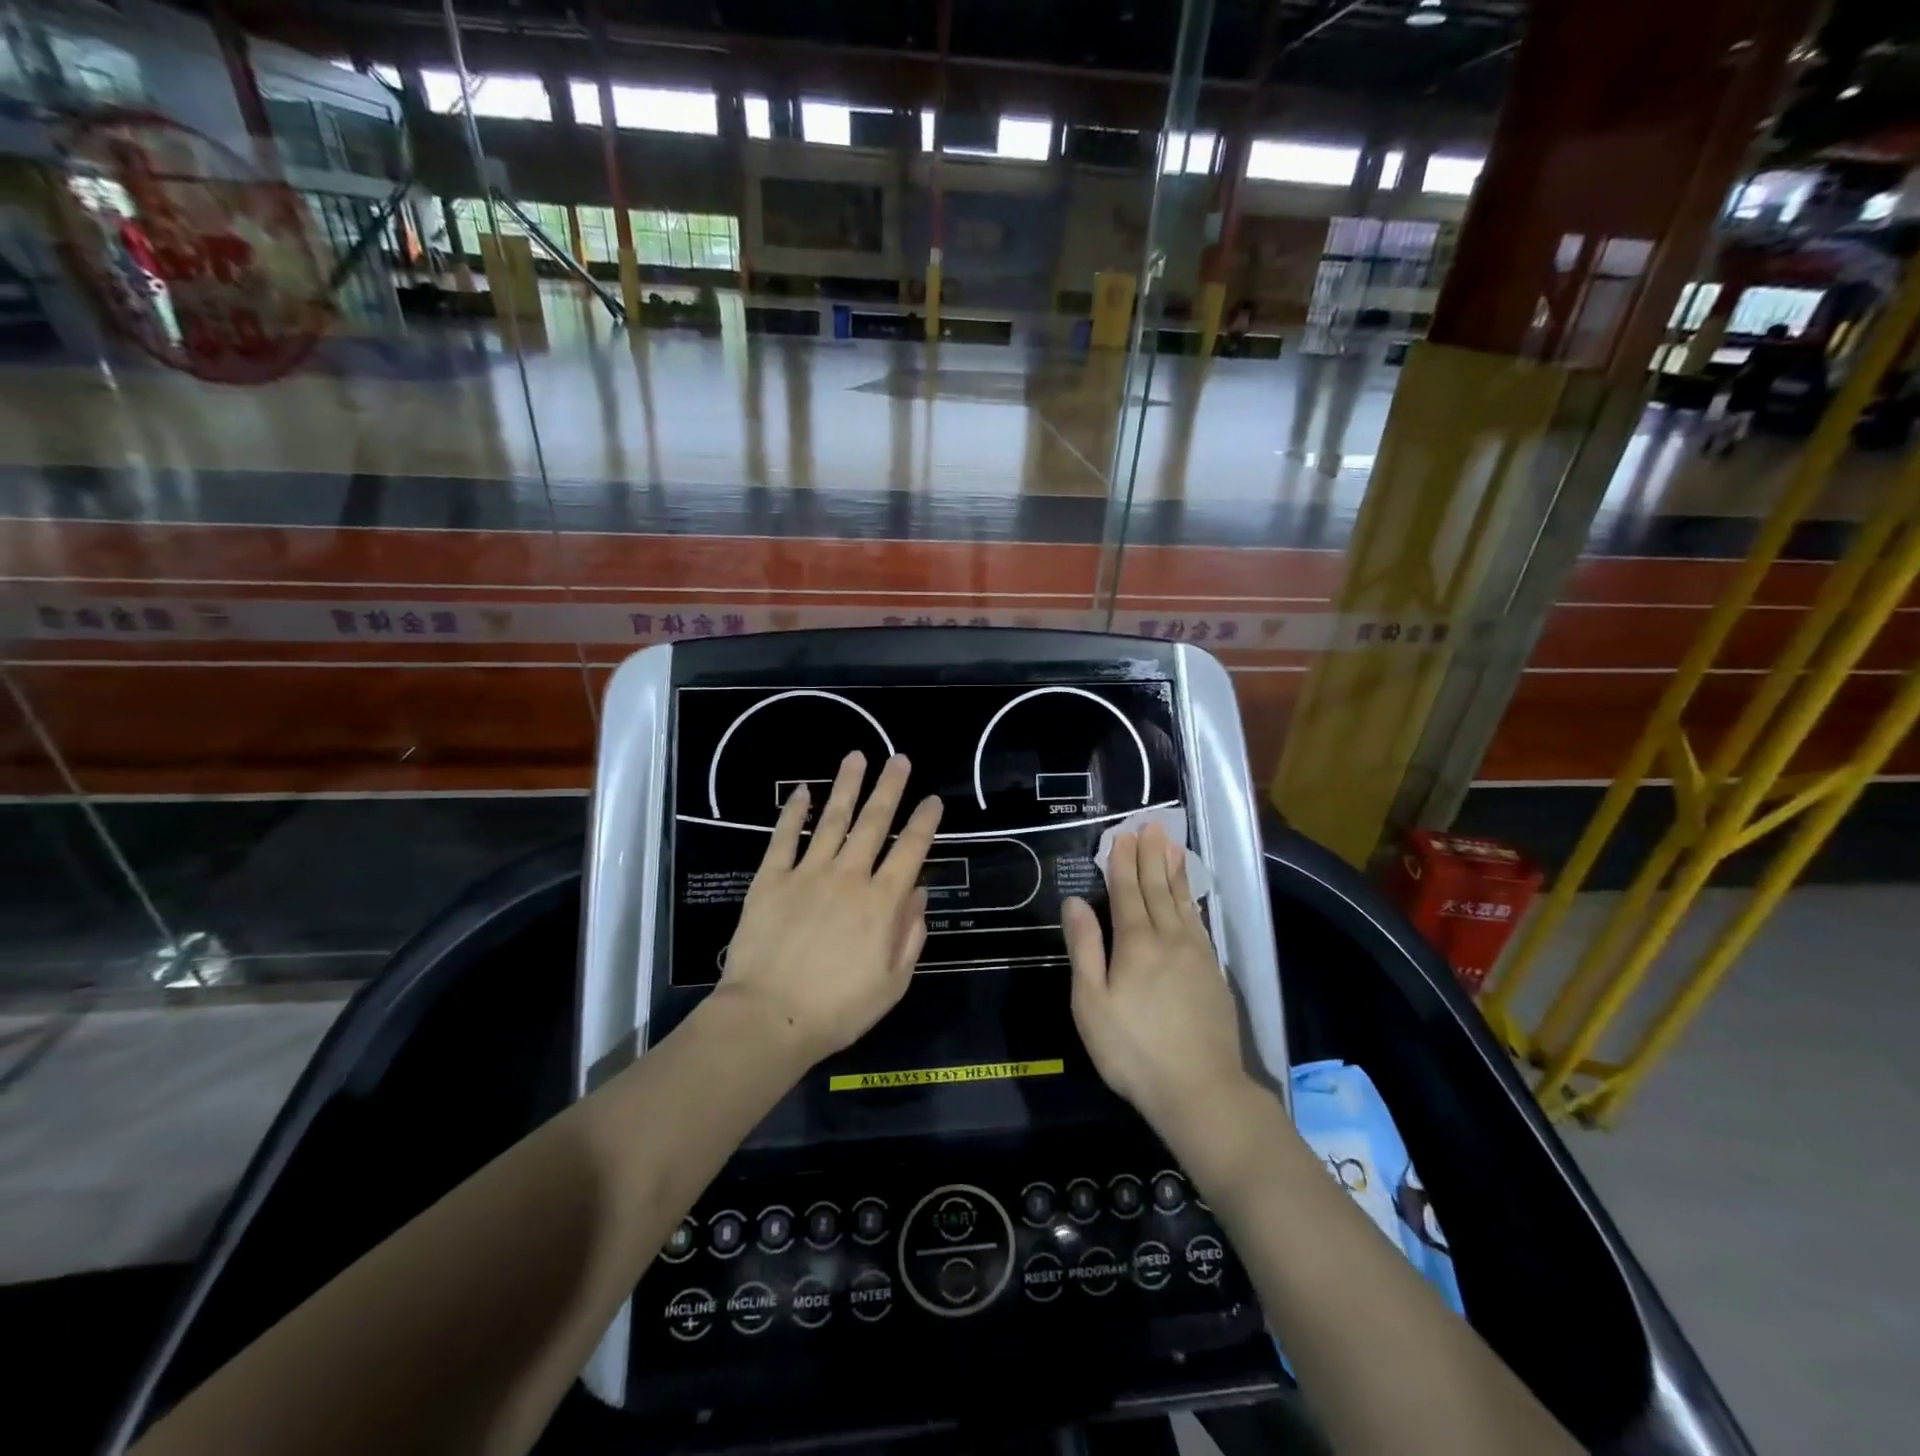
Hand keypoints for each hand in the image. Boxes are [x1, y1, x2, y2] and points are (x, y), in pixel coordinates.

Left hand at [718, 750, 941, 1064]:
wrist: (769, 1018)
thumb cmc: (838, 1009)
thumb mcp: (893, 983)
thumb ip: (910, 934)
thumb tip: (918, 893)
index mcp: (882, 903)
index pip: (911, 850)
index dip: (925, 822)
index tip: (933, 799)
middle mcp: (849, 876)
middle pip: (874, 822)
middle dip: (889, 788)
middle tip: (899, 759)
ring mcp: (808, 873)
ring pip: (832, 819)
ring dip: (847, 786)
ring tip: (857, 757)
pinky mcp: (771, 879)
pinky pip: (784, 838)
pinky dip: (794, 812)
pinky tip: (802, 791)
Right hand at [1063, 821, 1251, 1134]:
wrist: (1201, 1090)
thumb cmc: (1133, 1049)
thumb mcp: (1091, 1002)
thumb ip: (1084, 948)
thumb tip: (1075, 902)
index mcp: (1136, 943)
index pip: (1128, 891)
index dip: (1124, 862)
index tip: (1124, 835)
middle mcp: (1170, 939)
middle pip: (1158, 889)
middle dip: (1152, 856)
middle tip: (1152, 826)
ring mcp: (1197, 955)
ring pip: (1183, 901)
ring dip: (1174, 871)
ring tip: (1172, 845)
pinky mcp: (1214, 973)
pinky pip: (1199, 922)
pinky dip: (1191, 900)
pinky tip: (1189, 896)